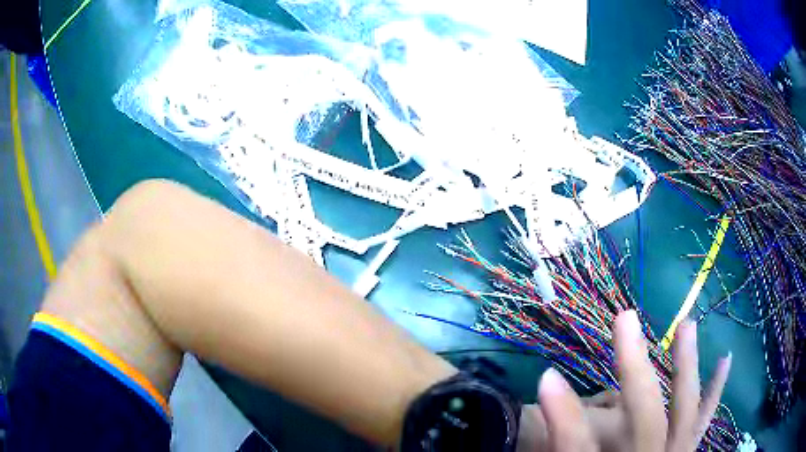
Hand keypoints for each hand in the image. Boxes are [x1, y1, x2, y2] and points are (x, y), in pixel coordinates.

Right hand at [516, 310, 731, 451]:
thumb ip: (566, 439)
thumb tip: (548, 397)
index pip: (581, 448)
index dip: (565, 416)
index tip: (547, 376)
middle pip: (646, 423)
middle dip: (636, 370)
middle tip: (625, 320)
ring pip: (686, 412)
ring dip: (685, 367)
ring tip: (686, 326)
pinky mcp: (685, 448)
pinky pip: (703, 419)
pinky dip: (714, 391)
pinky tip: (724, 360)